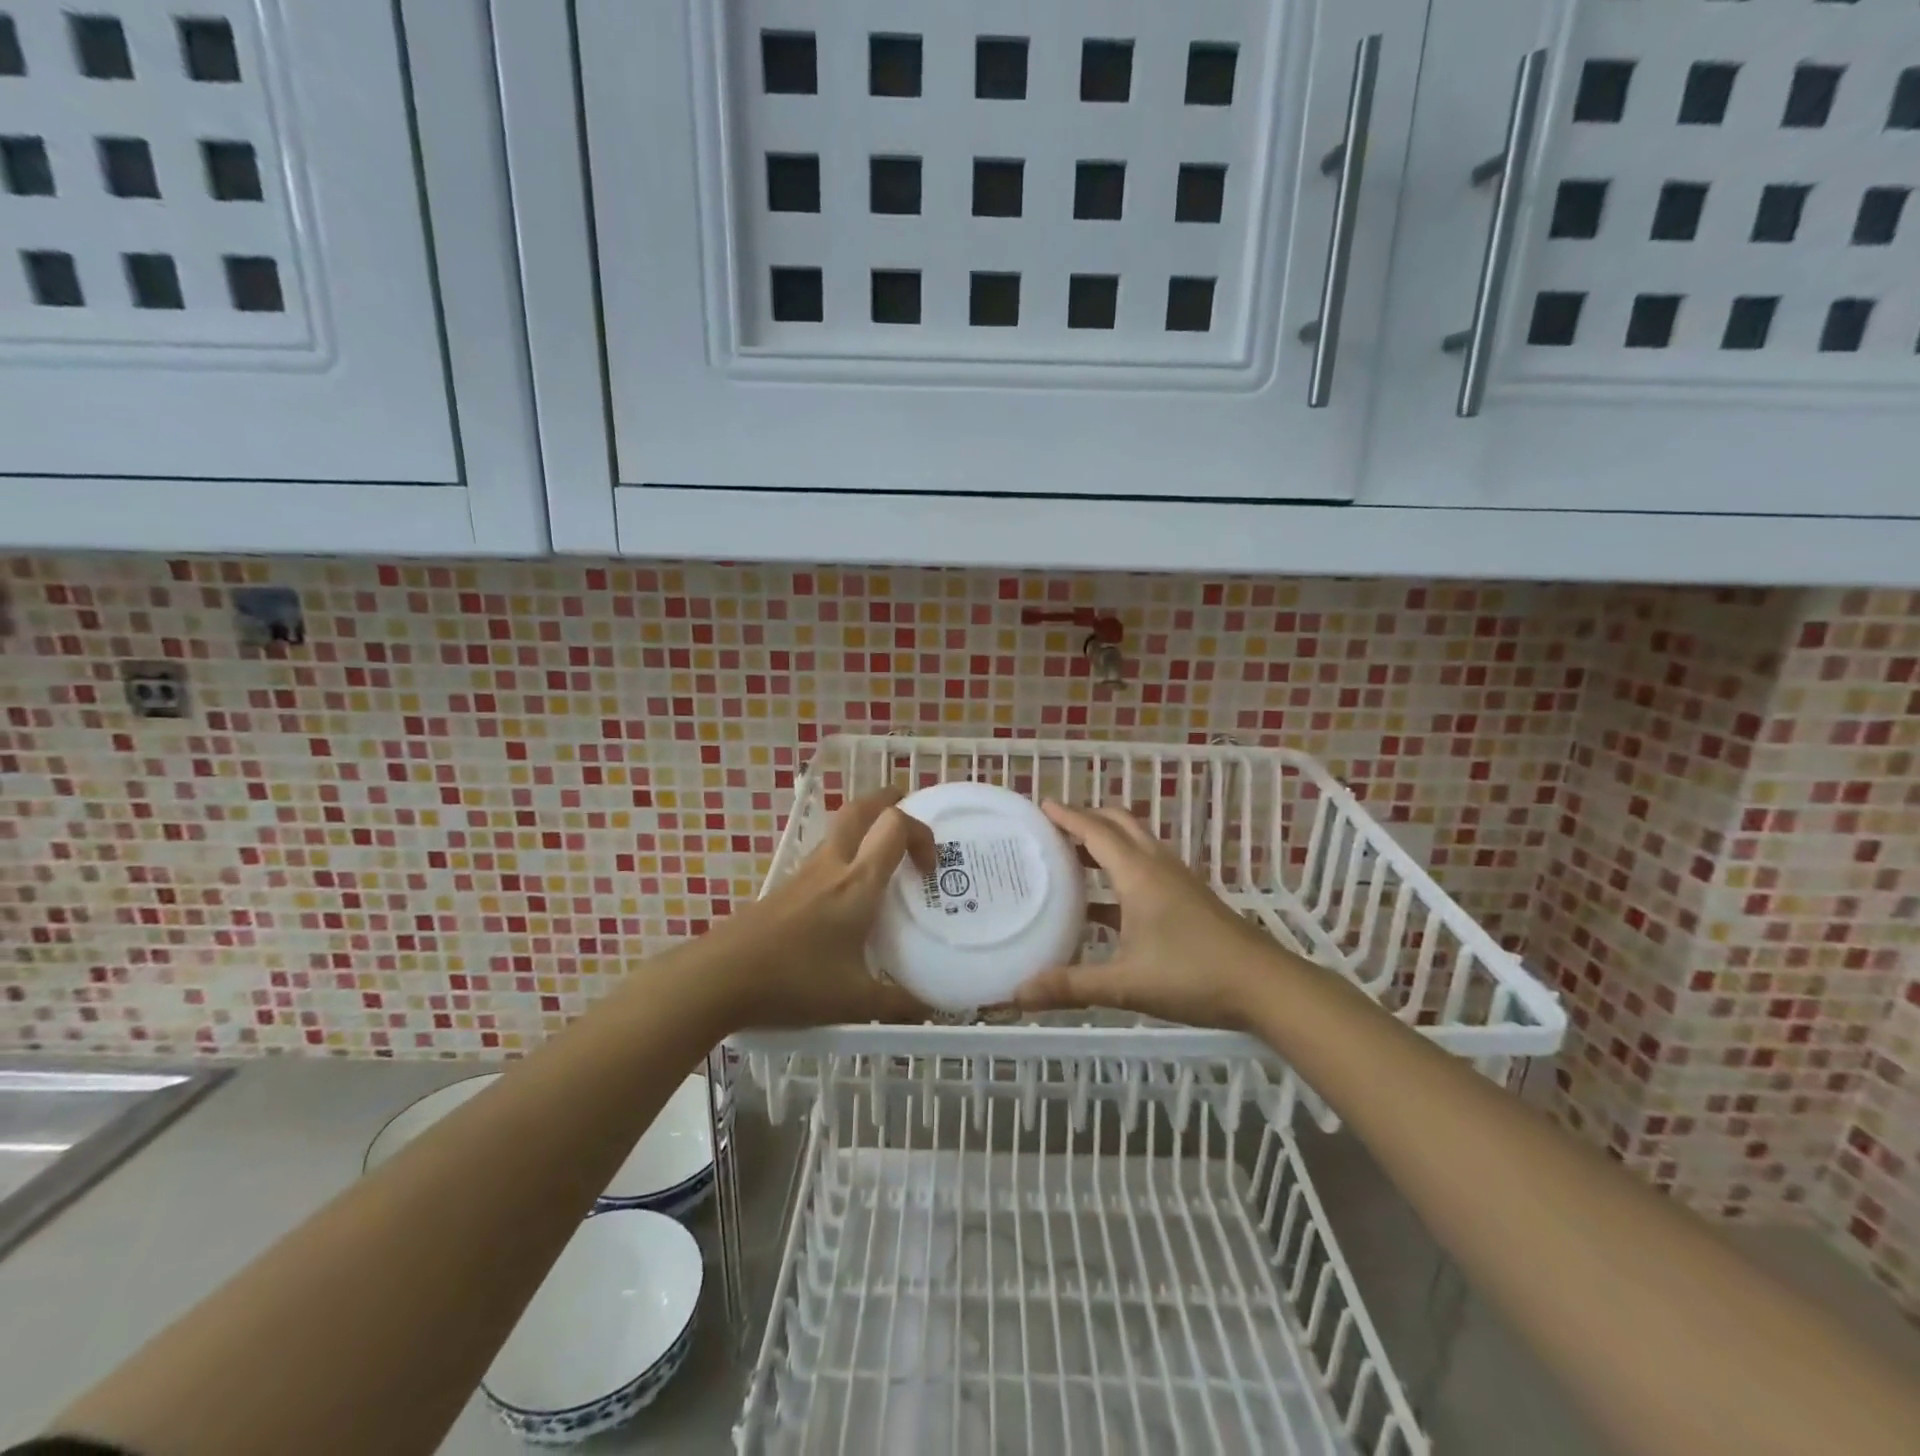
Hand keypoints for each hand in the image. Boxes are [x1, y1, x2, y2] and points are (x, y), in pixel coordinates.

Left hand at [713, 787, 935, 1028]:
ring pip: (838, 829)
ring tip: (884, 859)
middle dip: (889, 802)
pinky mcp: (785, 888)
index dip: (922, 833)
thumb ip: (898, 1004)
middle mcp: (832, 866)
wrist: (719, 978)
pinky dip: (844, 857)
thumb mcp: (855, 1001)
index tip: (930, 870)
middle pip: (860, 808)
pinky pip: (823, 856)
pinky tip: (846, 897)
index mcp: (858, 882)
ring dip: (865, 829)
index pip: (895, 825)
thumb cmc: (794, 982)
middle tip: (908, 818)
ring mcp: (804, 874)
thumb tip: (932, 1012)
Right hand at [1011, 801, 1293, 1030]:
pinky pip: (1146, 867)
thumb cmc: (1193, 975)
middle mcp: (1157, 866)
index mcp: (1138, 874)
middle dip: (1087, 818)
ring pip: (1135, 843)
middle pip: (1119, 824)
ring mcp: (1177, 881)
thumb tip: (1018, 994)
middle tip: (1053, 827)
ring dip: (1105, 840)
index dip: (1067, 816)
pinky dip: (1121, 867)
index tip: (1041, 804)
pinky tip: (1103, 904)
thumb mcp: (1126, 984)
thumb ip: (1071, 986)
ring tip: (1072, 856)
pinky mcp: (1188, 898)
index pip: (1095, 831)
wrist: (1265, 987)